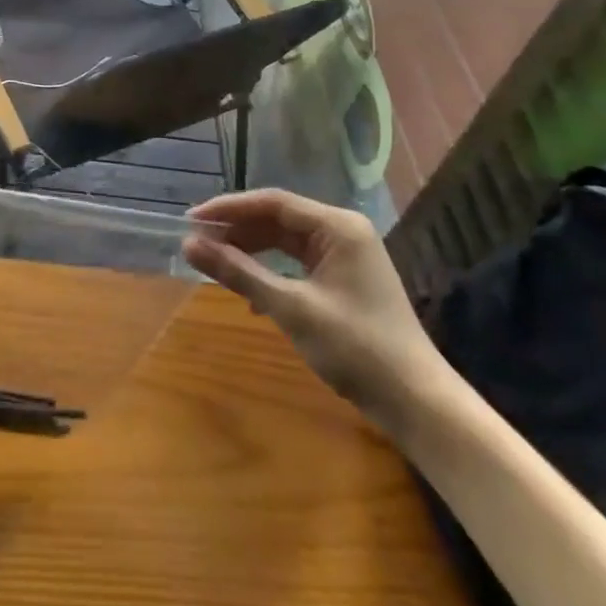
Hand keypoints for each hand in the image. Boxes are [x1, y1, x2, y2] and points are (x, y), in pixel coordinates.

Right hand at [183, 190, 452, 437]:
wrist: (417, 402)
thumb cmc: (355, 348)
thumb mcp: (290, 308)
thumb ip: (239, 273)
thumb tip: (189, 245)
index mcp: (337, 226)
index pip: (272, 203)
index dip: (229, 209)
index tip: (191, 220)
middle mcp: (343, 231)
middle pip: (278, 218)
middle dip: (238, 229)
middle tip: (198, 242)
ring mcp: (346, 256)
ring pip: (286, 241)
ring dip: (251, 250)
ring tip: (215, 261)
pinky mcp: (345, 280)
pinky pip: (298, 263)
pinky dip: (271, 271)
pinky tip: (250, 294)